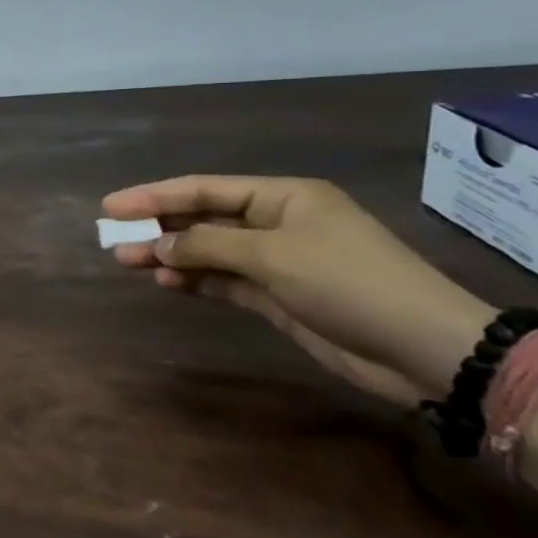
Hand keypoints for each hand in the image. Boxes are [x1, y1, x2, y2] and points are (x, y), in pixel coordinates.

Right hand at [102, 175, 494, 404]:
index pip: (205, 188)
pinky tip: (164, 282)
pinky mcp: (279, 297)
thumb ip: (208, 244)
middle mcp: (277, 223)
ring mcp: (278, 261)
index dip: (155, 195)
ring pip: (209, 250)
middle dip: (158, 226)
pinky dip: (194, 279)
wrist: (425, 349)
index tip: (112, 206)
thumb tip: (159, 243)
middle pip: (204, 217)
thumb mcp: (274, 256)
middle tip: (113, 237)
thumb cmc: (349, 283)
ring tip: (128, 261)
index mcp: (283, 197)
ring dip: (170, 255)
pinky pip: (224, 280)